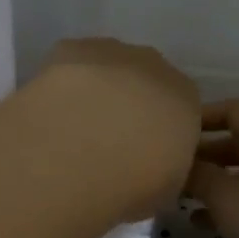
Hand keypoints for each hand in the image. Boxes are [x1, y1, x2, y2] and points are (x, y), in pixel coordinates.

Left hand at [31, 39, 202, 218]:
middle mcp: (155, 66)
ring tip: (73, 128)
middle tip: (107, 141)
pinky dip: (64, 83)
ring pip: (108, 67)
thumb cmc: (135, 182)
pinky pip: (72, 64)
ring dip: (96, 91)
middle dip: (129, 104)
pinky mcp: (71, 49)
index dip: (158, 130)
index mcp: (186, 99)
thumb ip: (164, 166)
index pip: (179, 107)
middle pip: (144, 80)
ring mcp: (112, 52)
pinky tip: (52, 110)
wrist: (82, 152)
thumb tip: (149, 165)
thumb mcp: (167, 188)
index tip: (140, 154)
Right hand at [184, 99, 238, 237]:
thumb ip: (199, 176)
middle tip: (170, 169)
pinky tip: (202, 224)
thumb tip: (179, 166)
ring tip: (179, 197)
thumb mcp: (227, 195)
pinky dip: (226, 210)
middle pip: (236, 144)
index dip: (204, 116)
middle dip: (203, 154)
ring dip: (212, 184)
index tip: (174, 131)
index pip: (234, 111)